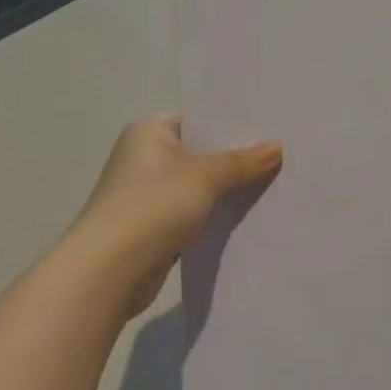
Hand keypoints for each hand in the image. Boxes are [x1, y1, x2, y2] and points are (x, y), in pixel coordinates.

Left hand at [63, 113, 282, 319]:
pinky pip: (194, 211)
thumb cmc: (152, 207)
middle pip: (200, 151)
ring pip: (199, 184)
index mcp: (149, 131)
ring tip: (274, 181)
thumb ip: (242, 162)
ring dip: (227, 188)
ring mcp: (148, 193)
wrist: (108, 272)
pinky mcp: (154, 225)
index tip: (270, 125)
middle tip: (281, 153)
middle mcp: (145, 156)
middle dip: (236, 156)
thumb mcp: (204, 177)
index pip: (198, 118)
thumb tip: (278, 146)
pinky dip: (216, 213)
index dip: (231, 122)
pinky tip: (248, 214)